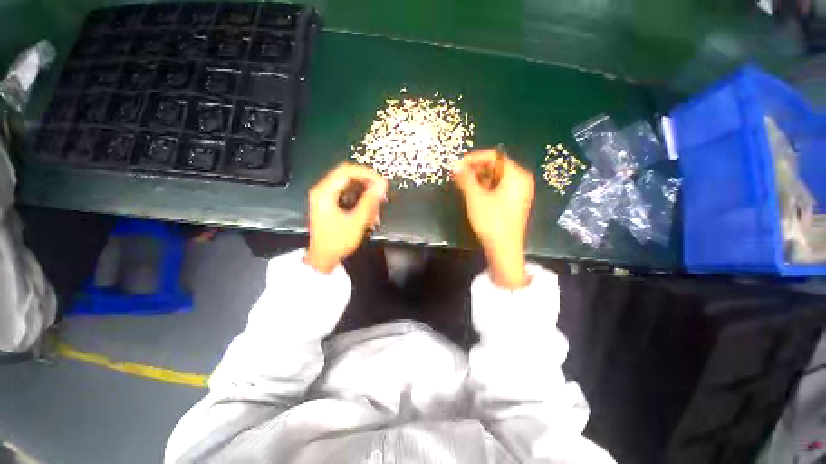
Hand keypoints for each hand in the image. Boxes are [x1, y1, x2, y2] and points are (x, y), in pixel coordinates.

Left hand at [305, 163, 387, 273]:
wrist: (322, 258)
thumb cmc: (338, 241)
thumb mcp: (356, 221)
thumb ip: (370, 201)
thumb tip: (383, 184)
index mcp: (325, 191)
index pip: (347, 171)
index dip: (367, 174)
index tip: (382, 183)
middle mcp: (323, 189)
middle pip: (348, 176)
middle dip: (367, 185)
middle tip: (381, 195)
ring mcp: (325, 196)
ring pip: (350, 186)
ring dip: (365, 195)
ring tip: (376, 210)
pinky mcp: (329, 203)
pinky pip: (348, 195)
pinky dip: (360, 201)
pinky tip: (369, 214)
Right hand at [453, 149, 533, 288]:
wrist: (504, 249)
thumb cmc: (491, 221)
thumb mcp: (476, 198)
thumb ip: (466, 178)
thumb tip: (455, 166)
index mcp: (516, 175)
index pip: (494, 157)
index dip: (474, 158)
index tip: (457, 165)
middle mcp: (521, 180)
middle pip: (496, 166)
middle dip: (475, 169)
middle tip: (458, 175)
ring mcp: (519, 192)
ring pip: (496, 178)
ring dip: (479, 178)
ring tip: (462, 184)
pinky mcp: (514, 202)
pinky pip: (499, 188)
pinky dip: (486, 187)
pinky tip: (474, 193)